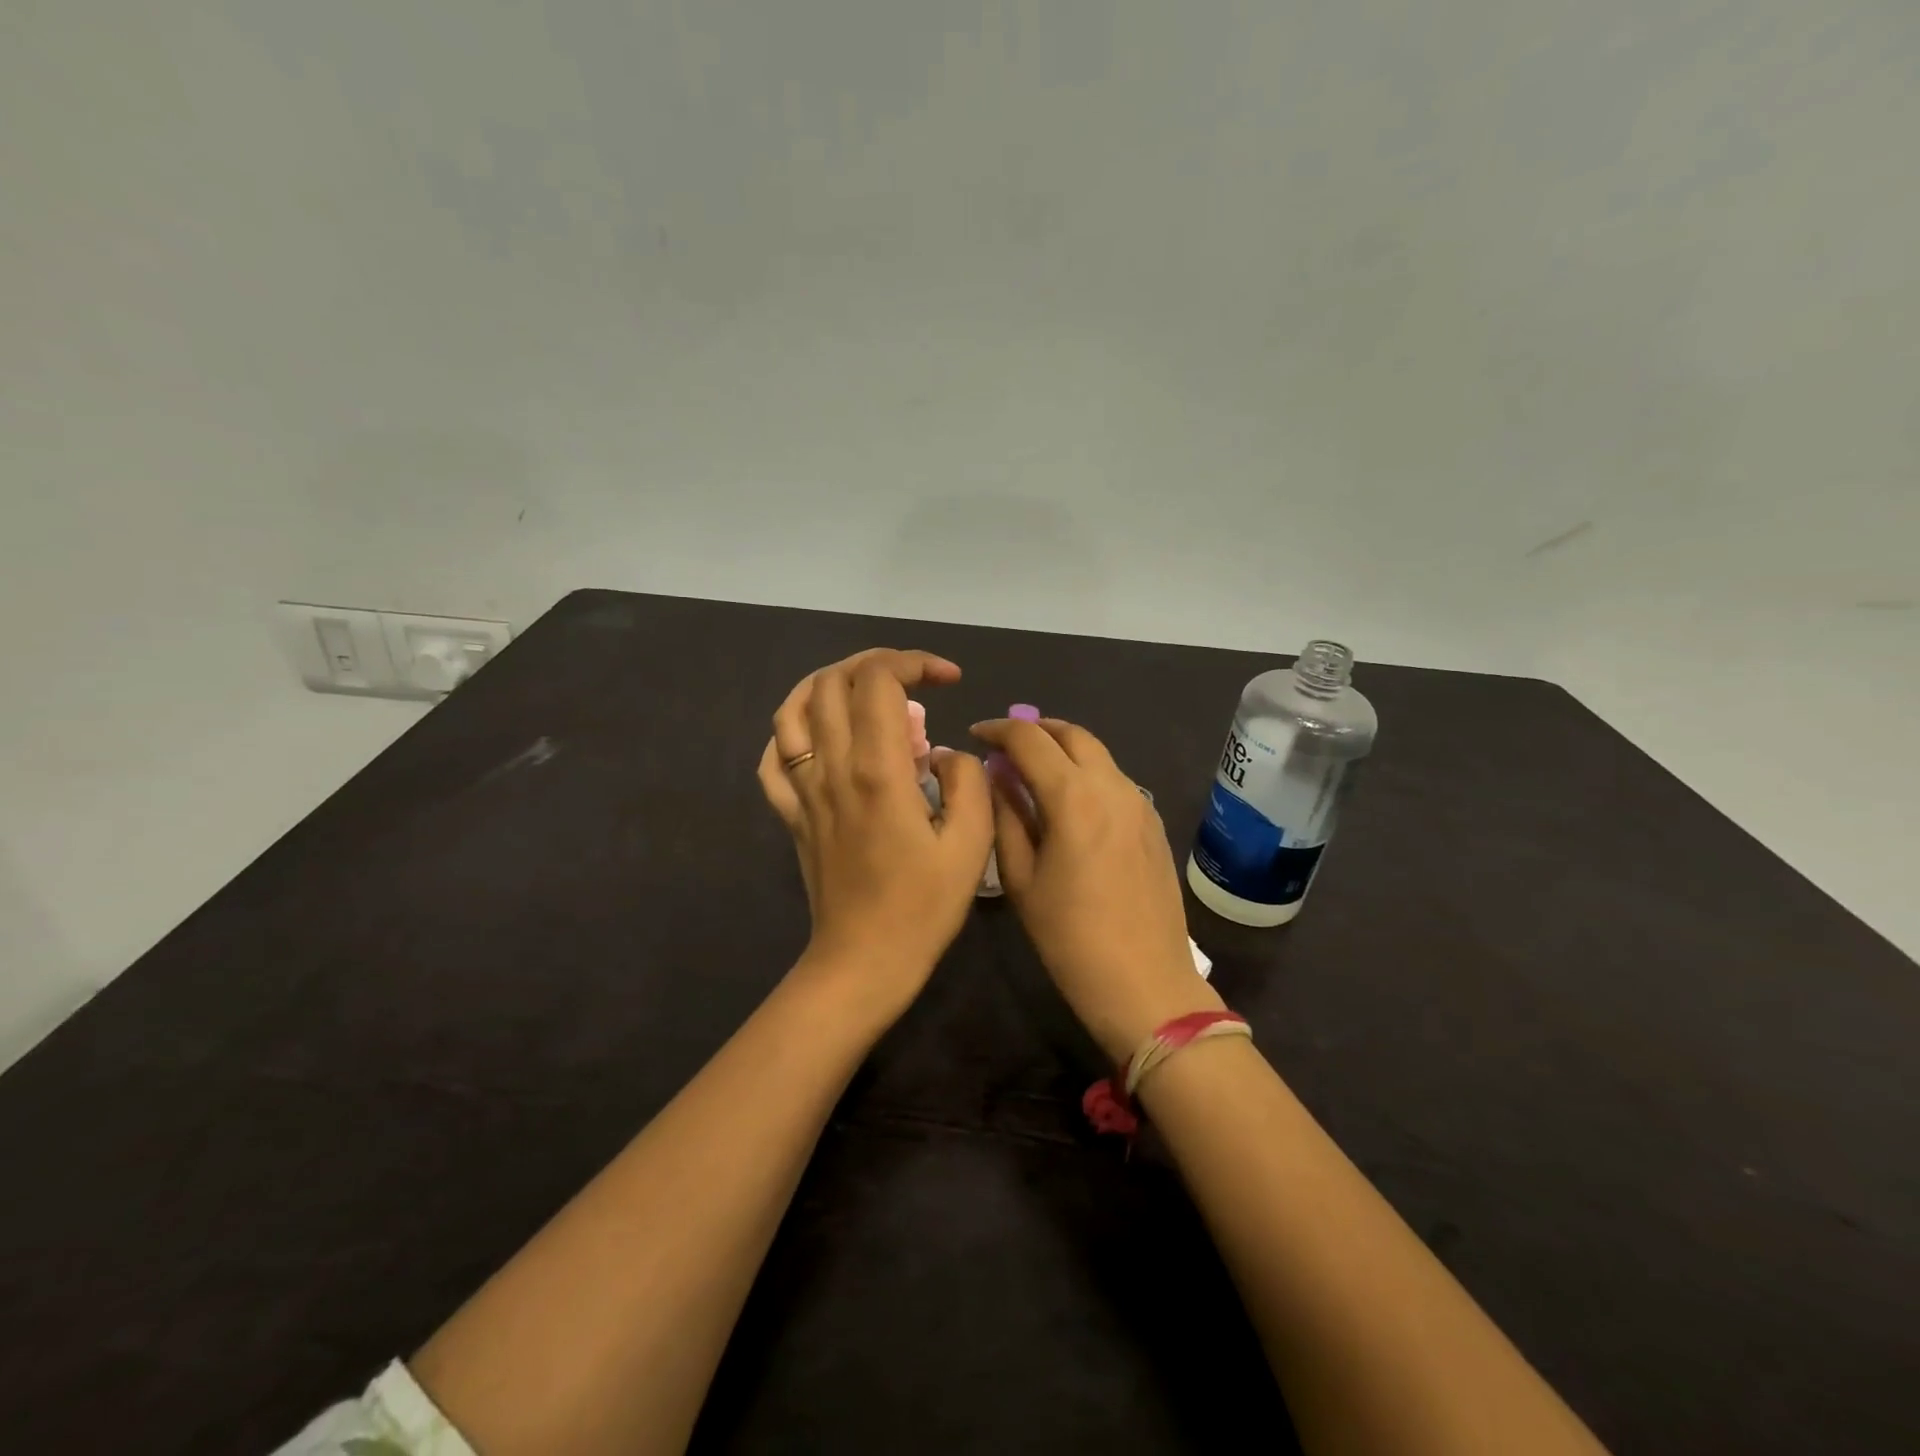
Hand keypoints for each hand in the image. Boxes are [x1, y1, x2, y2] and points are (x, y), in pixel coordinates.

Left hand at [758, 649, 994, 1019]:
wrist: (863, 961)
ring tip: (862, 692)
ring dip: (828, 684)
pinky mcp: (790, 814)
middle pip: (832, 682)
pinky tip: (820, 737)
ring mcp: (802, 790)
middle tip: (913, 681)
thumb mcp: (971, 844)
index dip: (914, 662)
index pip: (879, 680)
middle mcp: (831, 768)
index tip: (948, 678)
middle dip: (875, 663)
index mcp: (877, 770)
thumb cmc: (923, 907)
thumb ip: (966, 781)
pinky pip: (772, 757)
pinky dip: (792, 731)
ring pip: (792, 709)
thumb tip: (942, 752)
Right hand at [971, 716, 1221, 1061]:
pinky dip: (1086, 772)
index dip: (997, 730)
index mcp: (1073, 797)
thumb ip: (1006, 817)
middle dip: (1034, 729)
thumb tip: (996, 776)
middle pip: (1071, 734)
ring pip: (1097, 753)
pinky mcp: (1153, 822)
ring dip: (1062, 749)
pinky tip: (1068, 800)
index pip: (1029, 738)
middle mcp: (1112, 786)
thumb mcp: (1021, 879)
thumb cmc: (1069, 938)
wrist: (1145, 983)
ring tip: (1032, 770)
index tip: (975, 735)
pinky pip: (1114, 779)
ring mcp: (1139, 802)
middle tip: (1004, 746)